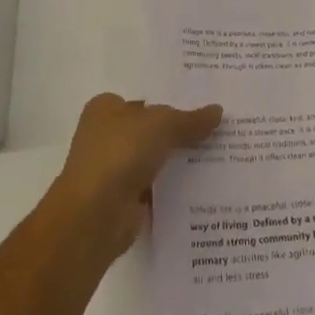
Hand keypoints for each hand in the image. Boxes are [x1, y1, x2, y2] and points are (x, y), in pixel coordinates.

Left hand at [49, 92, 222, 263]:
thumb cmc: (121, 153)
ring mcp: (113, 170)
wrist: (95, 215)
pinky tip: (202, 185)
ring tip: (219, 154)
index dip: (171, 100)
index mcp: (106, 108)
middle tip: (217, 128)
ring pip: (154, 159)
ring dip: (177, 160)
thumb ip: (190, 119)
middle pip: (150, 129)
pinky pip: (155, 187)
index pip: (144, 99)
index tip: (202, 104)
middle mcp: (105, 136)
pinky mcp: (122, 200)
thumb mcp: (162, 124)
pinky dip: (172, 188)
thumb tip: (218, 111)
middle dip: (178, 131)